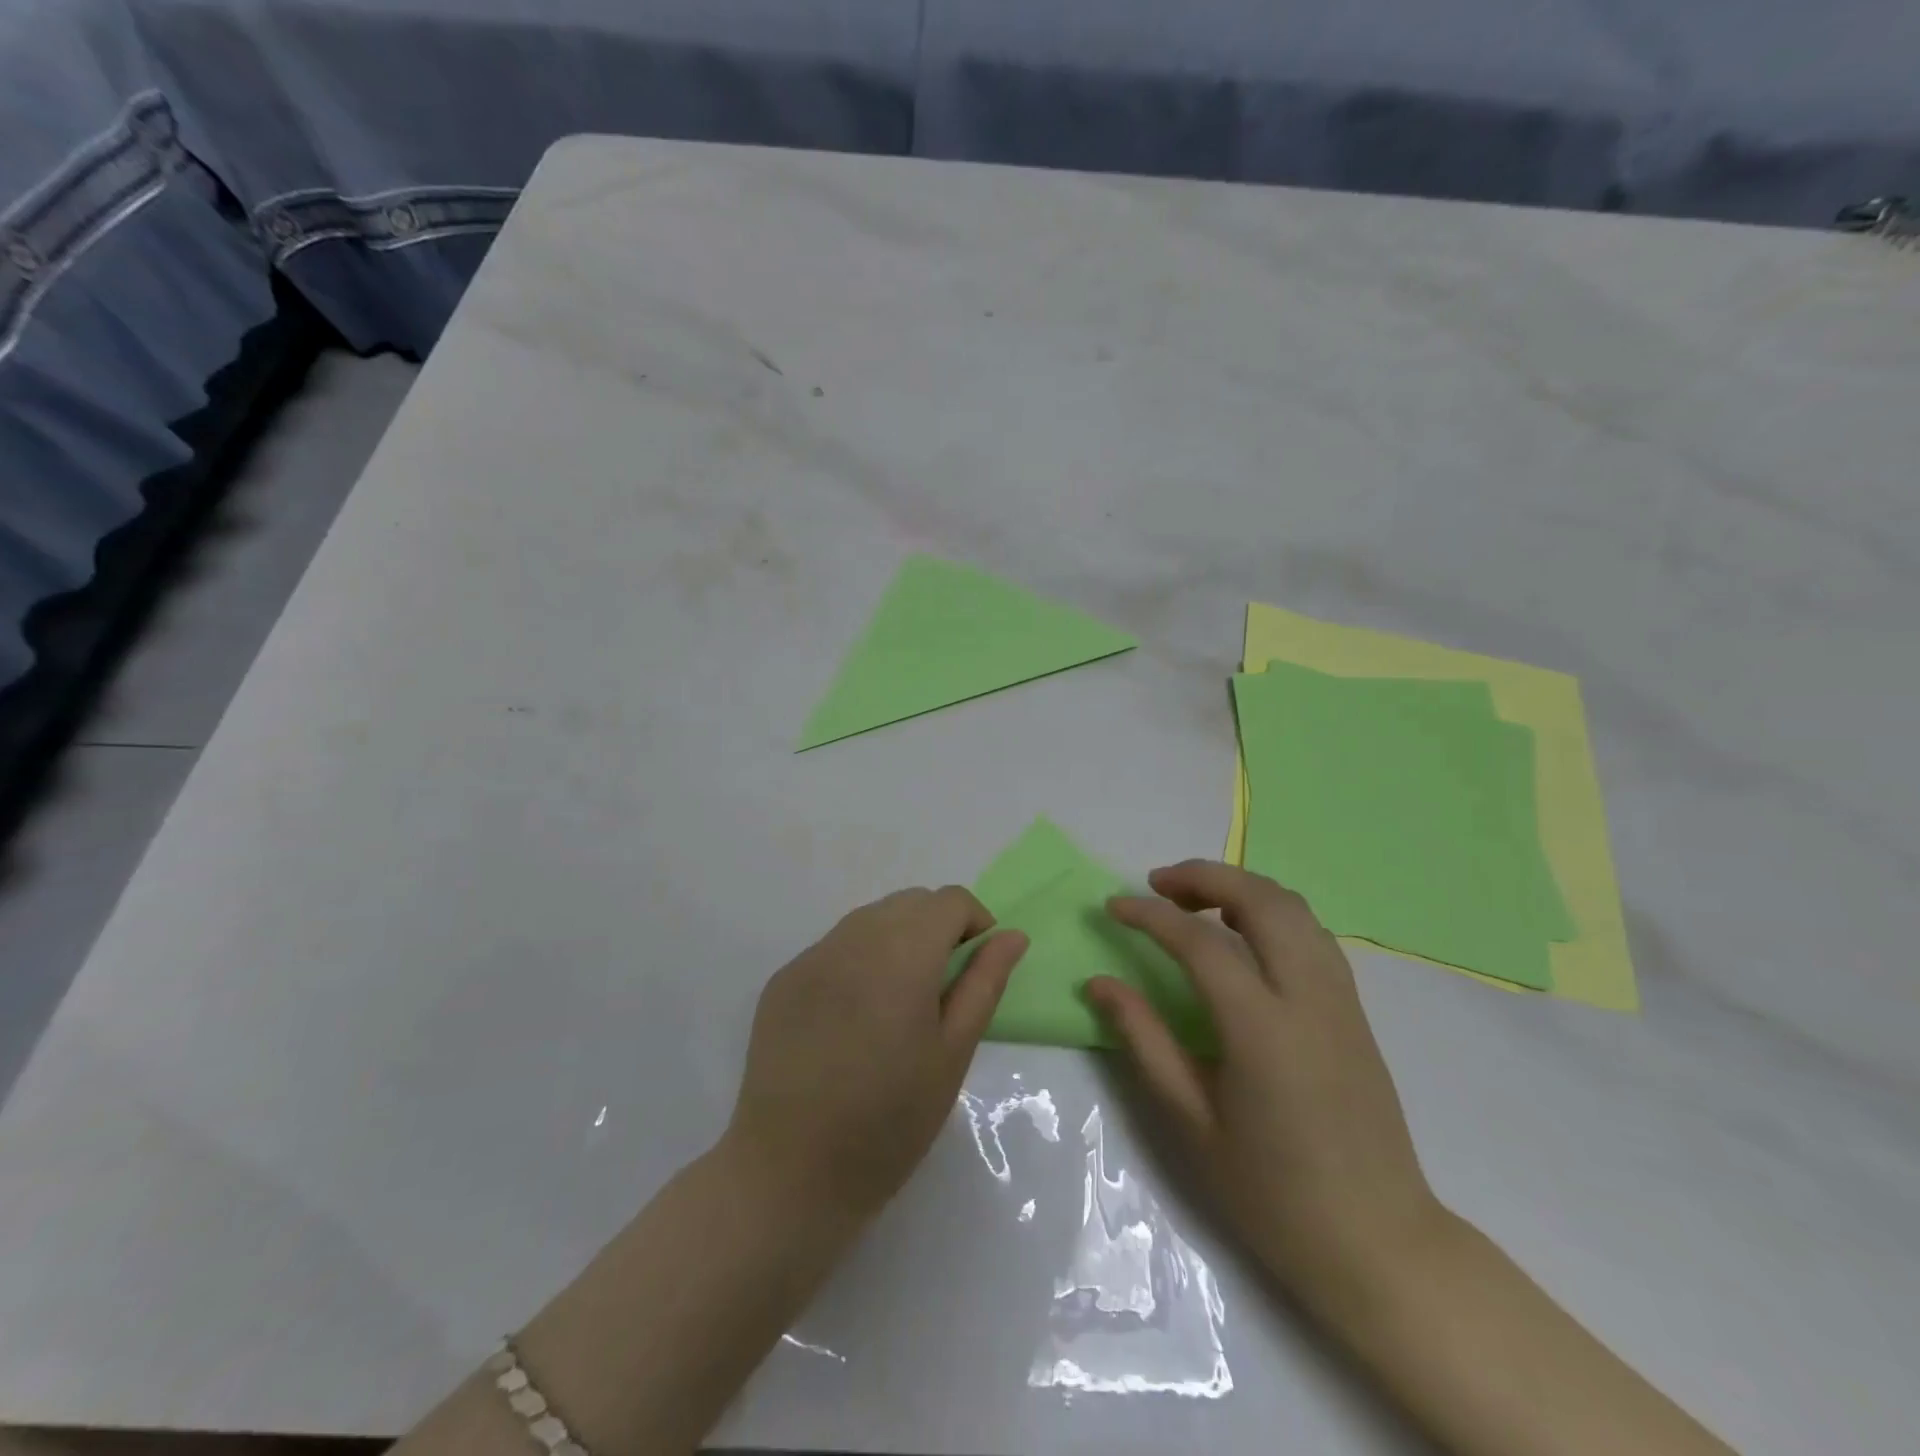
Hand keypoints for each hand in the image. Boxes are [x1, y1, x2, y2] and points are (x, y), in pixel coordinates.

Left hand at [723, 886, 1027, 1230]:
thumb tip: (1012, 935)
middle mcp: (852, 939)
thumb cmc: (889, 1122)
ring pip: (870, 919)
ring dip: (898, 939)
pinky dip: (859, 959)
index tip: (978, 967)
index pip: (949, 901)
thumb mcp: (952, 1054)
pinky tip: (856, 1016)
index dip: (975, 922)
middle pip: (910, 902)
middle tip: (943, 987)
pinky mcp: (783, 979)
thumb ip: (984, 983)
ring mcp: (811, 957)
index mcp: (901, 955)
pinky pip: (835, 946)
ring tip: (900, 1000)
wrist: (789, 1174)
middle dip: (938, 927)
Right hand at [1087, 861, 1445, 1315]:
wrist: (1377, 1241)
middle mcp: (1309, 998)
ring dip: (1241, 886)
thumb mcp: (1191, 1120)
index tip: (1113, 905)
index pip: (1201, 943)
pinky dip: (1271, 910)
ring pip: (1294, 907)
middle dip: (1204, 876)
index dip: (1150, 916)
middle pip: (1260, 899)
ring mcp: (1341, 999)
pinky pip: (1312, 933)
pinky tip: (1244, 933)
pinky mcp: (1355, 1009)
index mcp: (1263, 1030)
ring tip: (1195, 900)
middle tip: (1157, 884)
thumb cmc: (1272, 1191)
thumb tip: (1099, 982)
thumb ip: (1144, 1039)